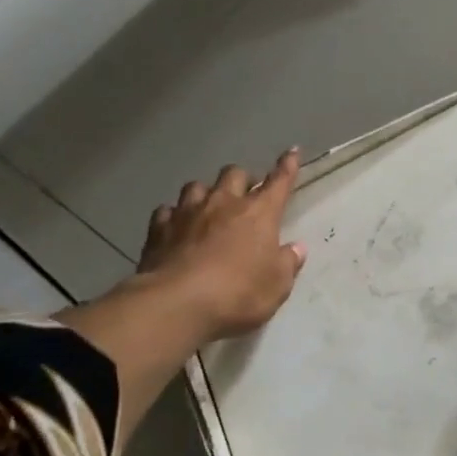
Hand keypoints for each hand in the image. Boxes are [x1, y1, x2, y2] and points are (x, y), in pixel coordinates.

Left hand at [138, 149, 308, 339]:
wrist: (176, 303)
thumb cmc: (237, 293)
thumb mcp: (276, 286)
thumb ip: (287, 264)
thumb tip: (296, 248)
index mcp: (259, 213)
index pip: (278, 182)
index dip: (287, 166)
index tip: (292, 152)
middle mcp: (224, 203)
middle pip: (234, 174)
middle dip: (242, 179)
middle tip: (245, 193)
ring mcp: (188, 212)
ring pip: (197, 186)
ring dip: (206, 192)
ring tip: (208, 206)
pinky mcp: (159, 228)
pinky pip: (167, 211)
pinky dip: (174, 215)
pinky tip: (175, 226)